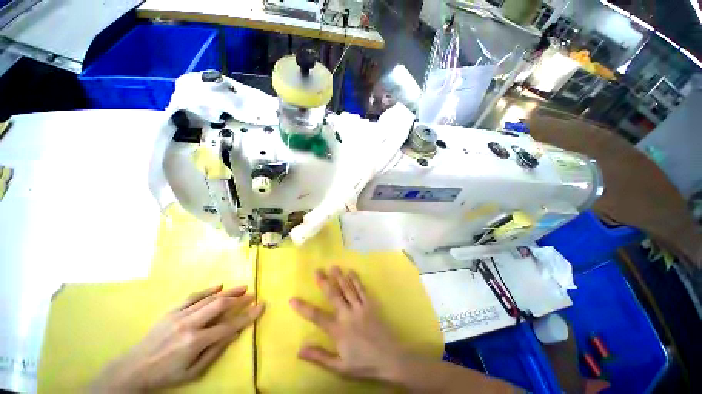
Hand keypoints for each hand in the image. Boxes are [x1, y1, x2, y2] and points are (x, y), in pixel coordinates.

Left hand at [92, 284, 264, 391]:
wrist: (134, 369)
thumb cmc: (167, 375)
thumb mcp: (194, 372)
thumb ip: (216, 351)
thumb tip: (235, 333)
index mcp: (195, 342)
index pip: (229, 325)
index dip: (248, 316)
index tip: (261, 306)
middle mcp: (189, 324)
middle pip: (220, 305)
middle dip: (239, 298)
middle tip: (252, 294)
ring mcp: (179, 315)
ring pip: (209, 298)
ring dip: (229, 292)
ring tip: (243, 287)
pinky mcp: (172, 311)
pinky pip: (193, 297)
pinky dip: (208, 290)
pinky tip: (219, 285)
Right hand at [290, 266, 404, 380]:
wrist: (390, 359)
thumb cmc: (364, 364)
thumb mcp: (340, 367)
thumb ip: (320, 356)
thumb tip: (299, 349)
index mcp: (338, 330)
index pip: (317, 316)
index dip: (304, 308)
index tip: (292, 299)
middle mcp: (348, 314)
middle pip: (333, 295)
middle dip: (324, 282)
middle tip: (317, 270)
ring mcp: (360, 307)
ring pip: (347, 288)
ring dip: (339, 276)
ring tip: (333, 266)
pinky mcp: (370, 304)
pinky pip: (362, 289)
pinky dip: (356, 280)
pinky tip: (351, 272)